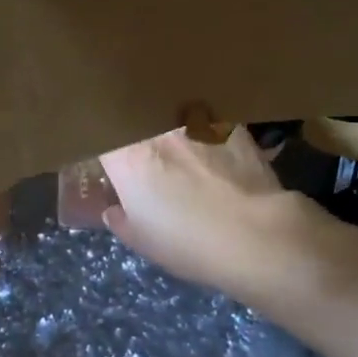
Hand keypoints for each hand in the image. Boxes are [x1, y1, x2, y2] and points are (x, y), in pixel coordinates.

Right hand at [99, 127, 324, 306]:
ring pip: (171, 113)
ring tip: (183, 149)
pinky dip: (205, 131)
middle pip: (136, 118)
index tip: (108, 159)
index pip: (100, 135)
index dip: (104, 146)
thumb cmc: (189, 242)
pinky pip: (207, 120)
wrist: (256, 234)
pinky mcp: (229, 122)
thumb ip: (120, 220)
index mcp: (126, 156)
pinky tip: (215, 151)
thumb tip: (114, 209)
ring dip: (171, 128)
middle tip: (144, 154)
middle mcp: (155, 128)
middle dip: (135, 130)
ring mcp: (194, 120)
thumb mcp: (143, 241)